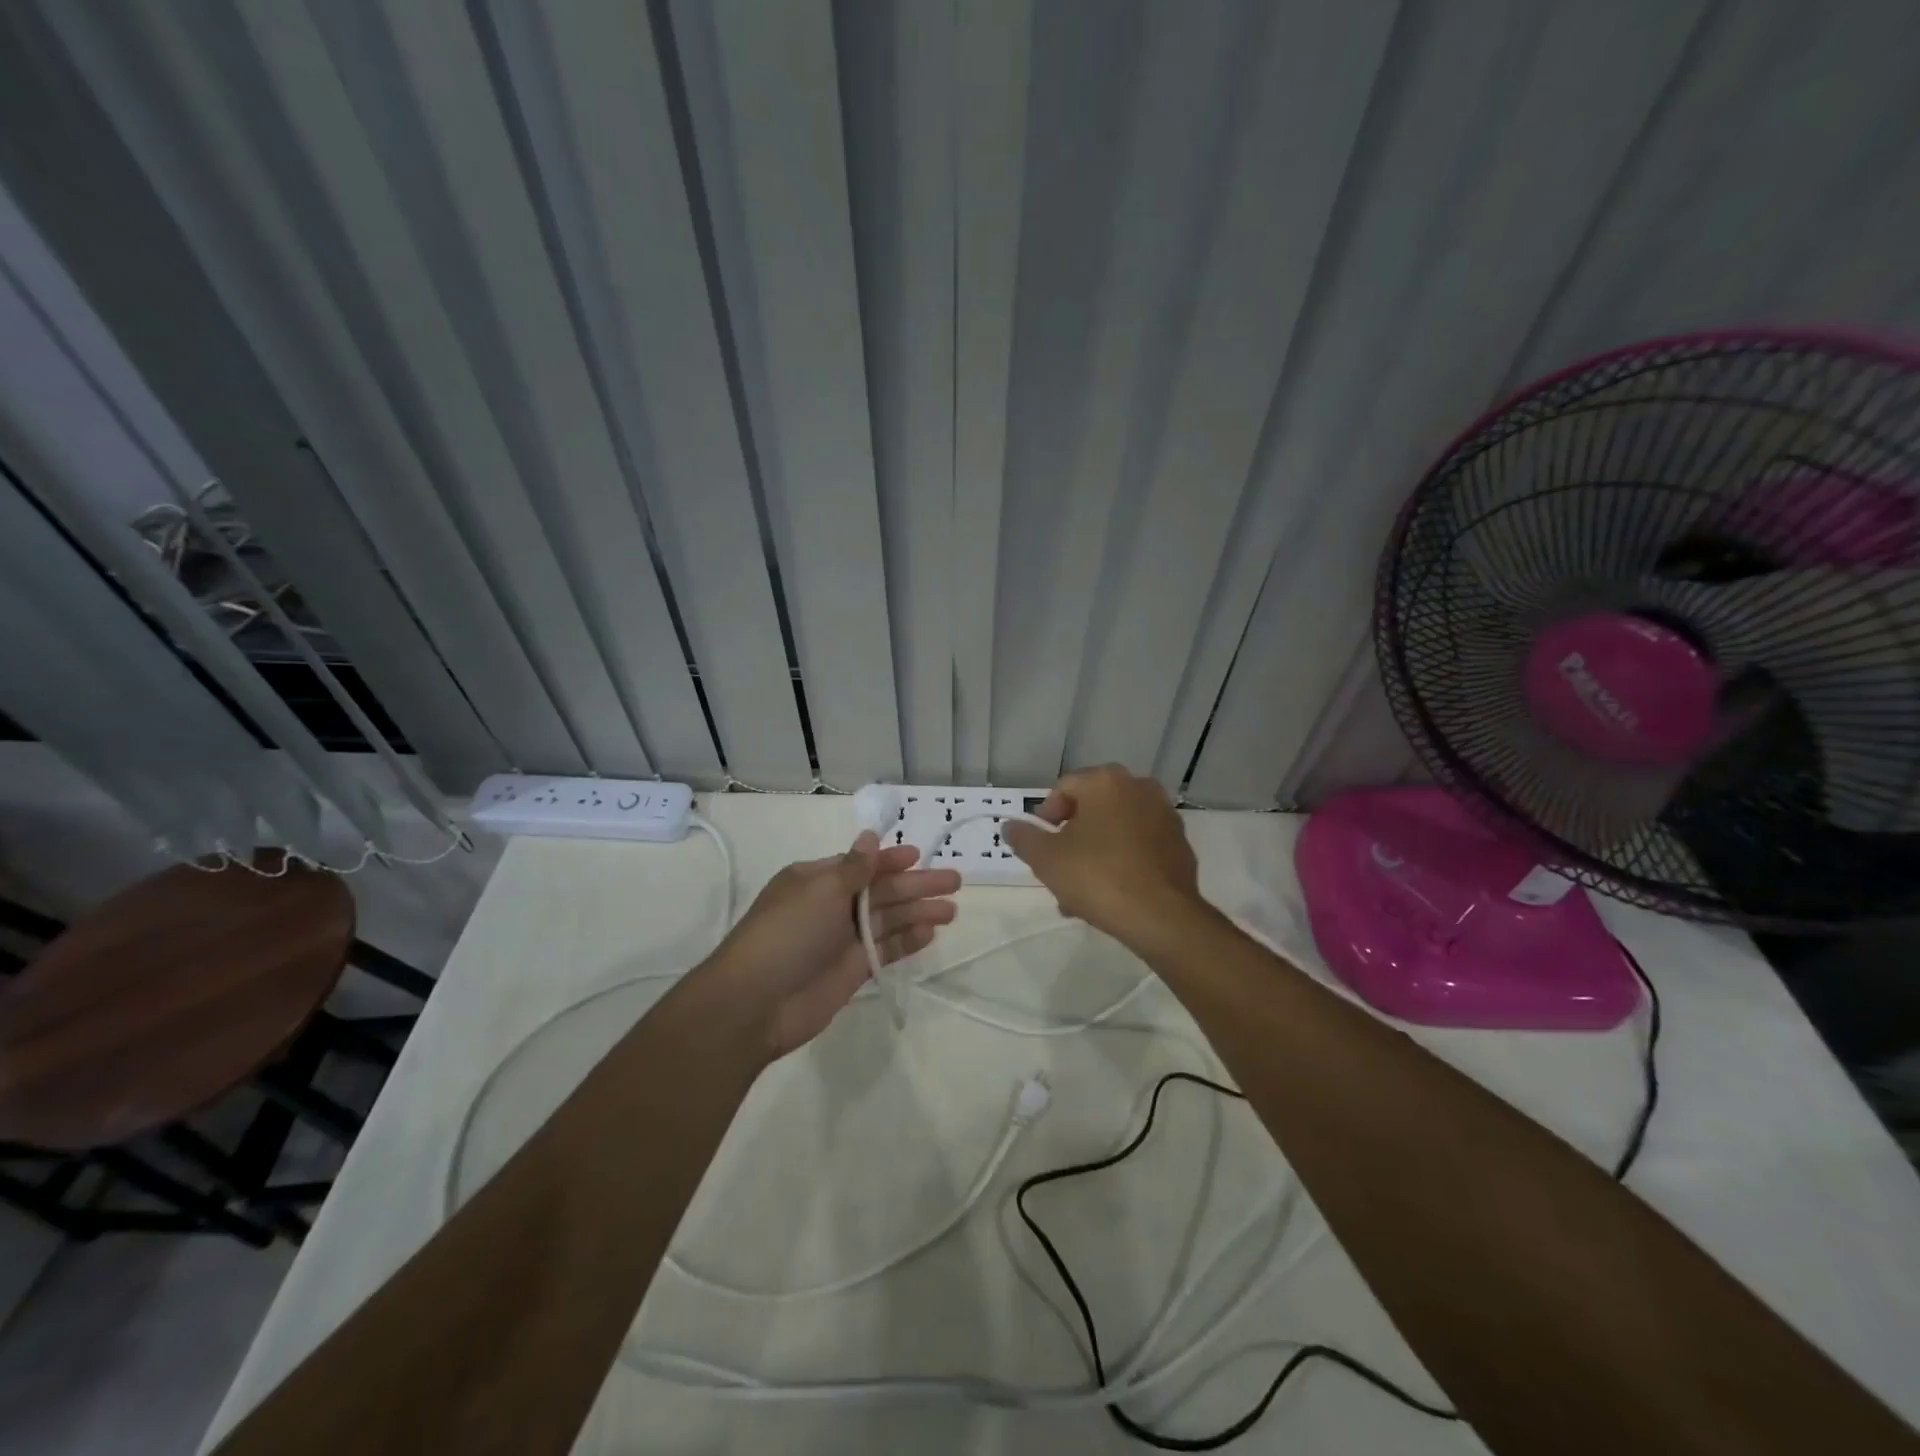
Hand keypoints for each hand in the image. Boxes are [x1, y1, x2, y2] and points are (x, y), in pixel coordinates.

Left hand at [703, 832, 959, 1058]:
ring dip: (919, 912)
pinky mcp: (853, 970)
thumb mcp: (820, 890)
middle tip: (955, 881)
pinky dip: (907, 941)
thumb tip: (870, 836)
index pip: (862, 865)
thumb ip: (854, 868)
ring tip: (952, 911)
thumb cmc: (786, 934)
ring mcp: (843, 939)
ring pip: (888, 919)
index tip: (920, 855)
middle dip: (917, 885)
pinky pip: (886, 949)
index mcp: (817, 880)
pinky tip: (931, 933)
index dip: (891, 860)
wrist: (755, 1003)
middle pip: (882, 890)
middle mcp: (831, 906)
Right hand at [1003, 764, 1201, 941]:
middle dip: (1072, 836)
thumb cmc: (1097, 877)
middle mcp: (1139, 787)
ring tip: (1081, 890)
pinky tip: (1111, 894)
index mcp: (1106, 781)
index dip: (1045, 816)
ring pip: (1116, 829)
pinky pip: (1140, 846)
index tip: (1040, 845)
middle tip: (1059, 867)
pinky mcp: (1180, 845)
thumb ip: (1024, 837)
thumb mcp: (1046, 859)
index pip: (1064, 788)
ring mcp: (1165, 816)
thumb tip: (1010, 826)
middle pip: (1092, 808)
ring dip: (1096, 851)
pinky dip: (1123, 861)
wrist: (1162, 917)